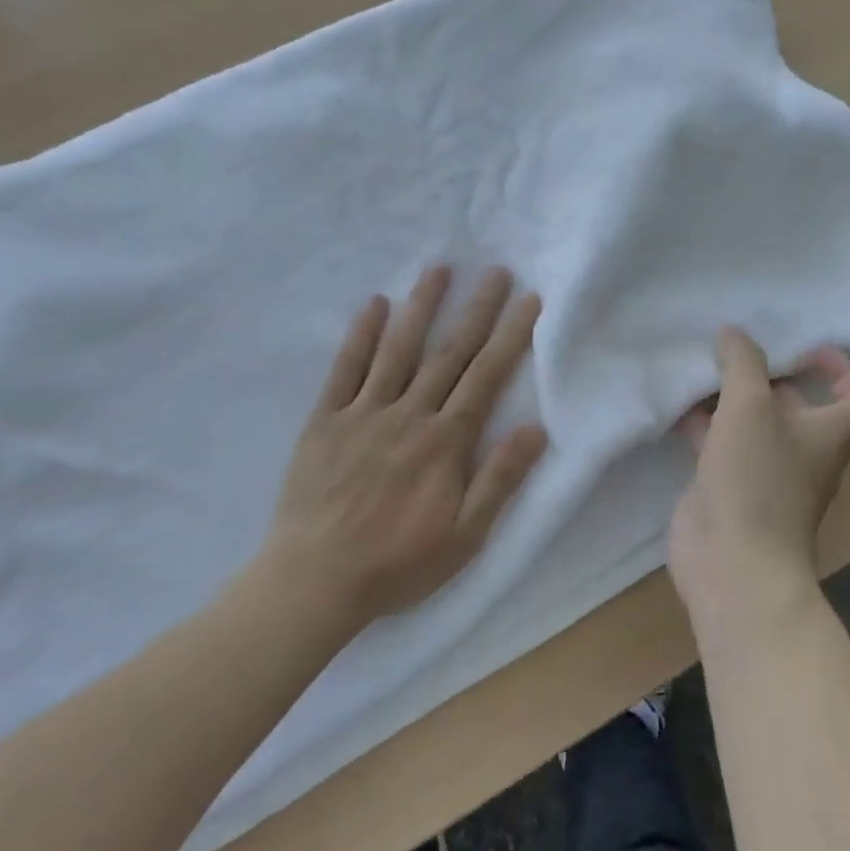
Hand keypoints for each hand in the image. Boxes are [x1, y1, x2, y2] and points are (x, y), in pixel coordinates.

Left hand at [254, 266, 546, 627]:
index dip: (510, 335)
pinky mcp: (325, 420)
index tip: (528, 300)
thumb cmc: (397, 563)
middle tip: (494, 270)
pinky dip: (360, 335)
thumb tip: (535, 428)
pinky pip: (345, 369)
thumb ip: (500, 479)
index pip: (486, 376)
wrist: (314, 581)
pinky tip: (375, 304)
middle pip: (449, 353)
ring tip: (439, 269)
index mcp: (445, 441)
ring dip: (421, 307)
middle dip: (476, 309)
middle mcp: (409, 415)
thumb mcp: (465, 536)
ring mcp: (364, 413)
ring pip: (399, 350)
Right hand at [668, 329, 849, 635]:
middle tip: (734, 348)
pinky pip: (719, 445)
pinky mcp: (729, 488)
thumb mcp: (750, 405)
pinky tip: (676, 405)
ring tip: (700, 367)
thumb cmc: (757, 477)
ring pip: (751, 424)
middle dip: (767, 376)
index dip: (838, 371)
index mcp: (827, 434)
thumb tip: (733, 333)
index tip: (807, 348)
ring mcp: (764, 473)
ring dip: (729, 398)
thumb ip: (742, 362)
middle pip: (794, 406)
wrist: (733, 563)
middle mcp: (802, 453)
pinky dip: (702, 424)